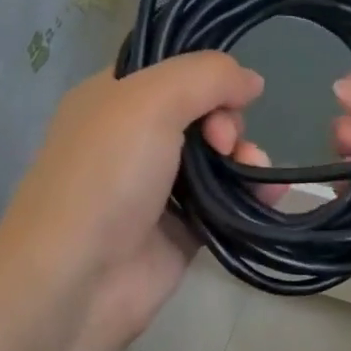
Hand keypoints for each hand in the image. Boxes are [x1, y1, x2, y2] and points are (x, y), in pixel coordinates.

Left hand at [0, 53, 276, 348]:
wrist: (79, 280)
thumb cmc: (106, 177)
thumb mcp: (150, 102)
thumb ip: (206, 76)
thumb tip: (252, 80)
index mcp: (112, 99)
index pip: (171, 71)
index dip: (206, 77)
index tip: (225, 97)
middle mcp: (133, 139)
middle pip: (202, 113)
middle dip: (228, 122)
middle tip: (223, 143)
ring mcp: (158, 187)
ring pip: (218, 158)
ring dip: (246, 157)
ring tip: (257, 172)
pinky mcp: (181, 229)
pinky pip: (227, 201)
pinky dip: (252, 194)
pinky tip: (271, 195)